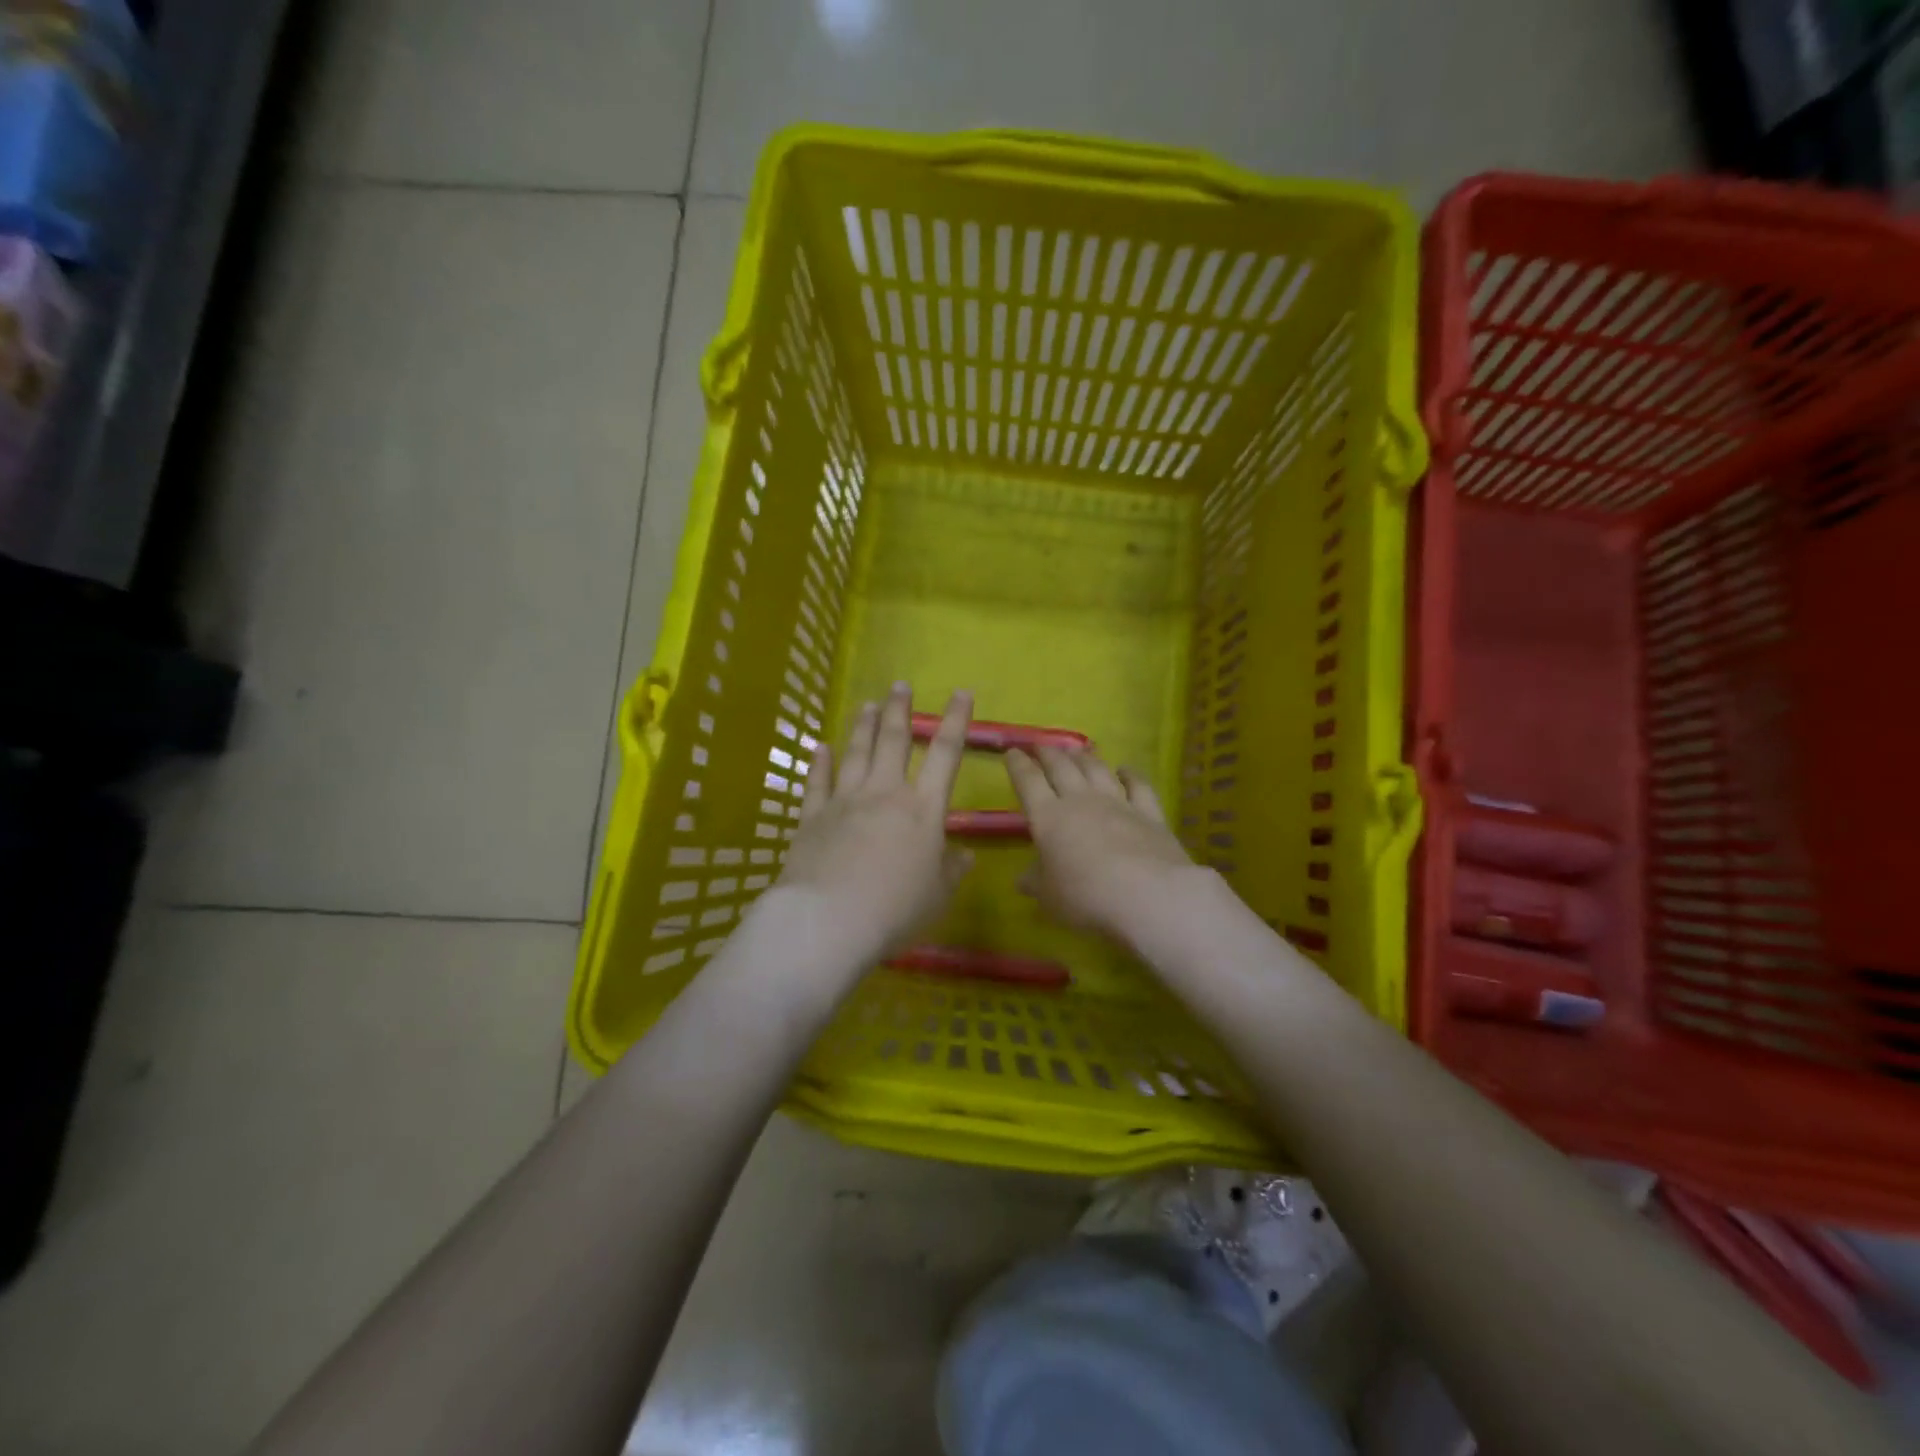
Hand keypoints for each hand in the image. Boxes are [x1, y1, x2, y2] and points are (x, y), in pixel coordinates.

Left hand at [776, 683, 974, 964]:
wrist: (829, 920)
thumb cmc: (895, 909)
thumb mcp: (937, 895)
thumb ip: (951, 871)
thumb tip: (965, 856)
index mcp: (922, 809)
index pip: (945, 755)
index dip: (956, 721)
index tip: (961, 692)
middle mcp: (884, 794)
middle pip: (893, 741)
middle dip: (899, 710)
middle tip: (899, 685)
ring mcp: (844, 801)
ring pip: (856, 753)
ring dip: (863, 726)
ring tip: (867, 704)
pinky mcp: (812, 817)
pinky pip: (816, 783)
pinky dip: (819, 763)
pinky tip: (819, 747)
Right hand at [1005, 745, 1195, 943]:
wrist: (1149, 896)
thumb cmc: (1086, 897)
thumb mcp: (1049, 897)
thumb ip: (1035, 883)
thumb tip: (1022, 878)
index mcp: (1049, 818)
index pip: (1028, 782)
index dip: (1018, 765)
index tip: (1012, 752)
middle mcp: (1081, 801)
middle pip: (1062, 767)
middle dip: (1048, 754)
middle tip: (1041, 746)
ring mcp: (1118, 803)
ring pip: (1097, 770)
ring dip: (1084, 757)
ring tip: (1076, 751)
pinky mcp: (1149, 813)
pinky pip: (1138, 785)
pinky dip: (1131, 774)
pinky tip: (1126, 769)